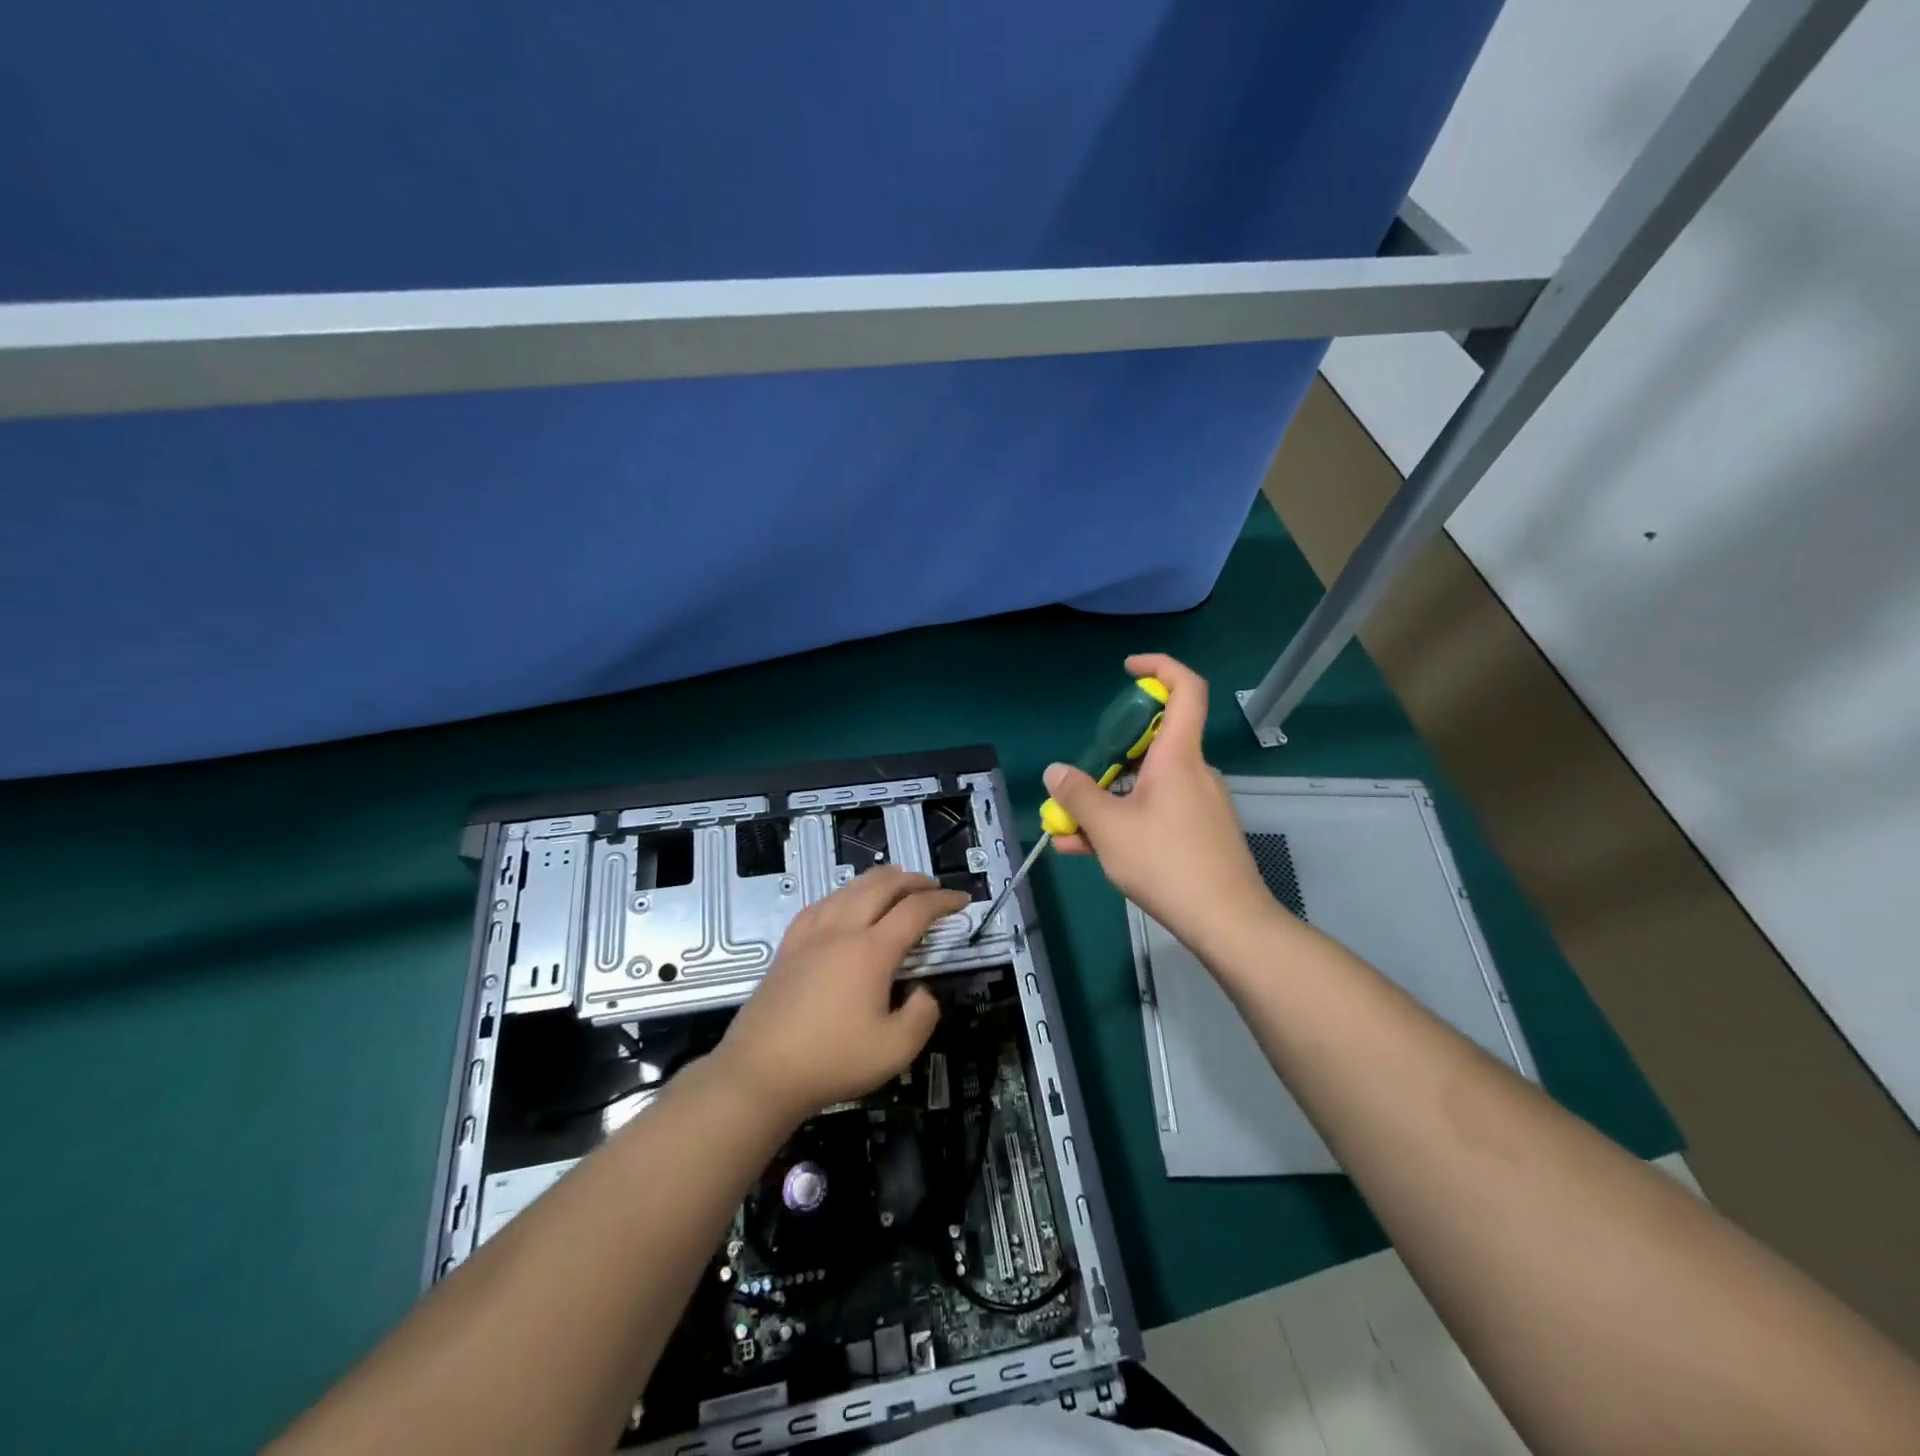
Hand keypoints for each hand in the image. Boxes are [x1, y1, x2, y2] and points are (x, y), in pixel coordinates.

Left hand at [713, 867, 967, 1123]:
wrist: (760, 1073)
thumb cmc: (831, 1061)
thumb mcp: (895, 1051)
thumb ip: (922, 1016)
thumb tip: (921, 992)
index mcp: (871, 951)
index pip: (916, 911)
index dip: (943, 901)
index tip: (962, 900)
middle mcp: (842, 931)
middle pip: (881, 886)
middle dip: (913, 880)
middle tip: (933, 886)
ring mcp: (810, 935)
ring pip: (849, 888)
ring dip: (879, 880)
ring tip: (896, 883)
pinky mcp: (789, 946)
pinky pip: (821, 903)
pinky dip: (844, 893)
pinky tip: (844, 902)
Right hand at [1048, 653, 1279, 956]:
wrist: (1228, 922)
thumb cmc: (1167, 863)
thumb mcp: (1109, 829)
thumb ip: (1077, 796)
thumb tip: (1055, 772)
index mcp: (1178, 757)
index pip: (1185, 689)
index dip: (1159, 667)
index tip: (1127, 670)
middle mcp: (1194, 772)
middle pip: (1152, 744)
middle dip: (1108, 757)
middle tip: (1076, 781)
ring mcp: (1201, 805)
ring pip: (1147, 786)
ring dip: (1108, 799)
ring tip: (1069, 831)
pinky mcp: (1202, 834)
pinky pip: (1157, 813)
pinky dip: (1125, 822)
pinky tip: (1091, 851)